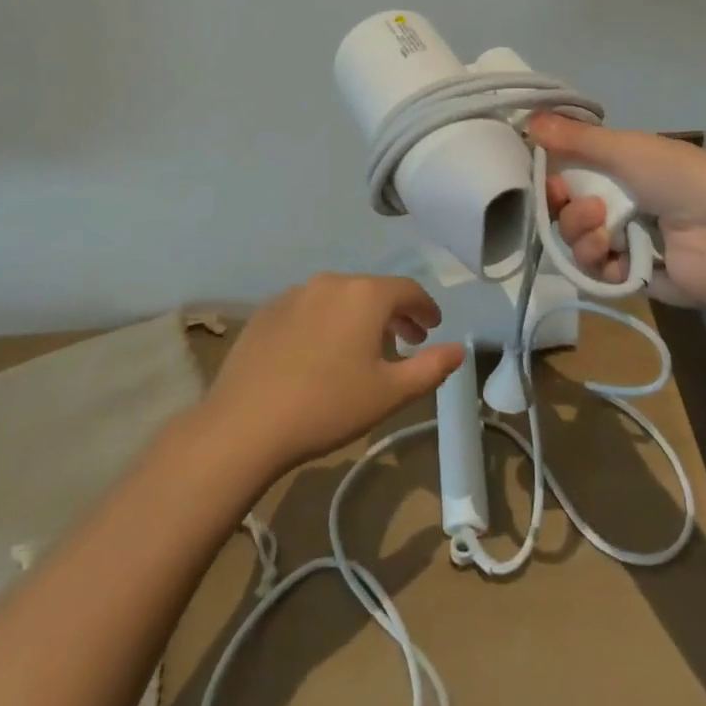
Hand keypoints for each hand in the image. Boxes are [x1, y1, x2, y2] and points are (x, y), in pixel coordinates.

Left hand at [201, 274, 465, 474]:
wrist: (245, 423)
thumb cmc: (328, 406)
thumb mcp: (390, 393)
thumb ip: (430, 368)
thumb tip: (460, 349)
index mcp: (365, 295)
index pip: (407, 290)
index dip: (426, 308)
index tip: (433, 328)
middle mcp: (330, 282)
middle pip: (372, 291)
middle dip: (394, 314)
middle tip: (406, 342)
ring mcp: (294, 294)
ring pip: (339, 298)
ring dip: (358, 318)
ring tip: (363, 350)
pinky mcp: (266, 311)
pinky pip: (308, 309)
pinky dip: (325, 322)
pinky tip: (320, 354)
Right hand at [531, 113, 705, 310]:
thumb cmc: (680, 181)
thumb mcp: (627, 150)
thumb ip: (576, 139)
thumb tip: (528, 119)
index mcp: (624, 167)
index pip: (572, 170)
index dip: (552, 175)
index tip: (544, 175)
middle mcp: (622, 202)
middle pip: (568, 208)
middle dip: (564, 208)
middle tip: (579, 206)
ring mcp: (626, 240)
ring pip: (576, 240)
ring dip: (579, 235)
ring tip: (603, 232)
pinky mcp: (631, 276)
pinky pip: (595, 272)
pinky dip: (598, 264)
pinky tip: (614, 257)